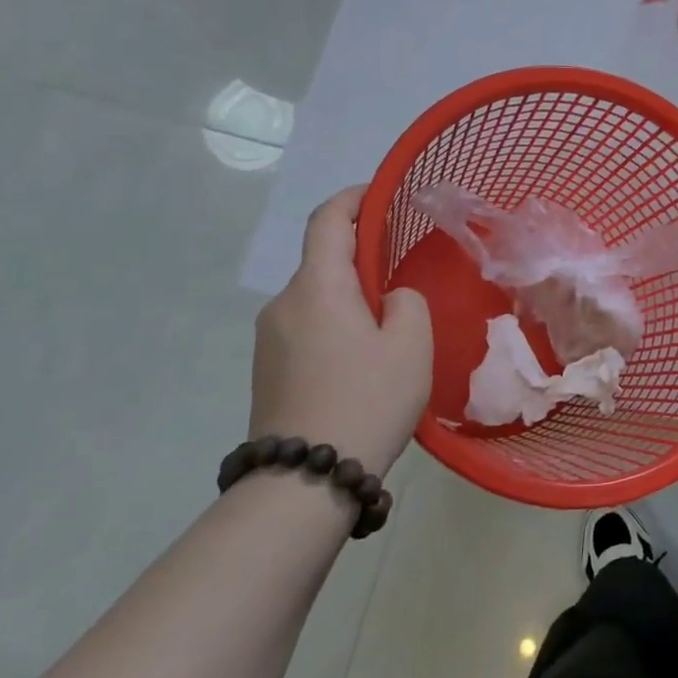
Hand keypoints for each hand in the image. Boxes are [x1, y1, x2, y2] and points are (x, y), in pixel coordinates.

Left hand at [252, 186, 432, 477]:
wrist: (303, 482)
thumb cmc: (367, 400)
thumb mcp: (411, 344)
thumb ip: (406, 301)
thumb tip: (386, 300)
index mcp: (317, 287)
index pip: (327, 220)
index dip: (354, 198)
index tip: (382, 195)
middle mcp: (283, 304)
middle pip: (323, 261)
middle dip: (361, 258)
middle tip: (403, 275)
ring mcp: (268, 339)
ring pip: (317, 298)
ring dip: (349, 298)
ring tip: (388, 329)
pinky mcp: (266, 370)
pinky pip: (307, 328)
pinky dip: (335, 325)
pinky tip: (362, 361)